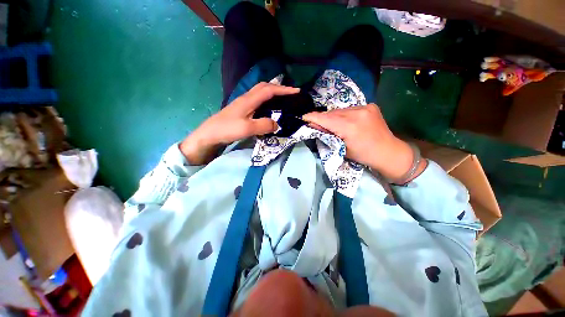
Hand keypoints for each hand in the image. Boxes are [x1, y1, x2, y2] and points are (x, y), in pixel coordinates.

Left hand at [180, 82, 299, 164]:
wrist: (209, 134)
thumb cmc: (227, 129)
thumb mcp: (247, 128)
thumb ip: (264, 125)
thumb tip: (277, 123)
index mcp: (249, 100)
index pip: (269, 90)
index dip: (283, 89)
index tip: (296, 91)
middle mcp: (247, 98)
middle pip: (264, 87)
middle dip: (279, 88)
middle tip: (290, 94)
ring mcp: (243, 103)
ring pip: (260, 92)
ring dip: (272, 92)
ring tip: (283, 99)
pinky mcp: (241, 109)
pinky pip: (257, 100)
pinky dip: (266, 100)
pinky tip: (269, 108)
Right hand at [302, 104, 424, 182]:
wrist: (388, 151)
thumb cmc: (363, 155)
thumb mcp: (342, 148)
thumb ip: (328, 135)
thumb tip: (314, 126)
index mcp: (350, 127)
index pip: (325, 118)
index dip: (312, 117)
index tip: (303, 117)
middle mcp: (357, 112)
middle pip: (332, 113)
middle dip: (322, 118)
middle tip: (315, 123)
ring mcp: (365, 107)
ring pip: (340, 110)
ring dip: (333, 116)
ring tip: (330, 124)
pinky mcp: (370, 105)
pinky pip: (350, 109)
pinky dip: (343, 114)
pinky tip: (345, 121)